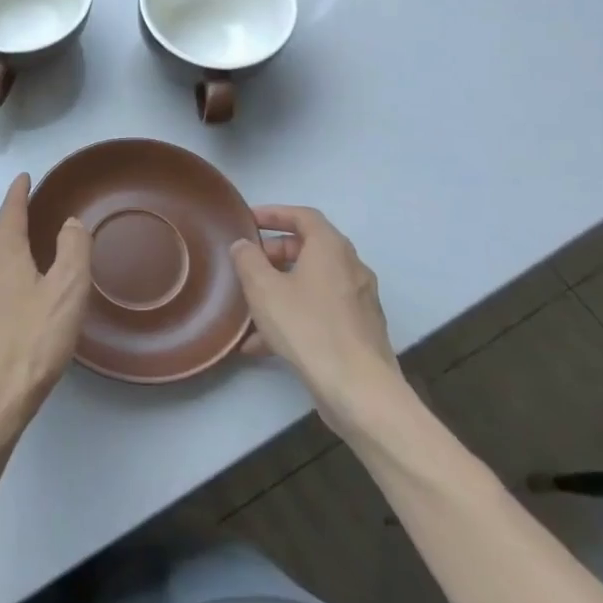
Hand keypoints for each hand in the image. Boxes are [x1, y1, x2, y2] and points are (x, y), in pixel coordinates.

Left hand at [0, 174, 91, 445]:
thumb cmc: (31, 343)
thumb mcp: (67, 293)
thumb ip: (73, 251)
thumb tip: (69, 222)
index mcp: (3, 256)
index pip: (10, 212)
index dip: (18, 193)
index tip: (23, 178)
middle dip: (6, 221)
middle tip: (26, 221)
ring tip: (16, 259)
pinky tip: (2, 302)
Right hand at [231, 205, 405, 433]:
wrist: (358, 389)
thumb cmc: (307, 327)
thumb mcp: (263, 289)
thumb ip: (248, 260)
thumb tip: (243, 246)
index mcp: (331, 249)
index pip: (303, 216)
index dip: (274, 213)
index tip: (248, 220)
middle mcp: (351, 268)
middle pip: (310, 248)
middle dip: (275, 253)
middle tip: (248, 263)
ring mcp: (359, 301)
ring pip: (313, 283)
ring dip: (281, 287)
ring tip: (250, 305)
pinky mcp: (359, 331)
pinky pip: (320, 311)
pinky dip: (294, 315)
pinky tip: (263, 343)